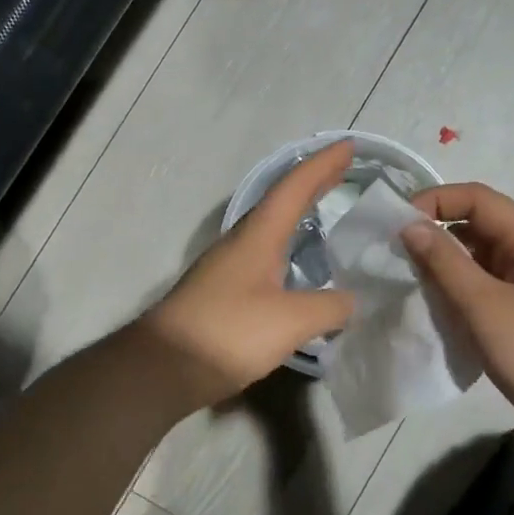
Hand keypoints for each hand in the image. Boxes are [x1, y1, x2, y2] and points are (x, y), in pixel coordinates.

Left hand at [139, 142, 356, 411]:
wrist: (162, 368)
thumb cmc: (228, 333)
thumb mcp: (291, 320)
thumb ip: (329, 307)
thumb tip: (351, 301)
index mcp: (257, 236)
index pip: (294, 188)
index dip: (323, 165)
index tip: (349, 146)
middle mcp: (241, 243)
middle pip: (282, 203)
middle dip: (313, 184)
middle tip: (344, 171)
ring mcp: (228, 268)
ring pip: (271, 230)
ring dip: (299, 215)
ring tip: (327, 213)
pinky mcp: (224, 294)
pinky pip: (265, 257)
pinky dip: (289, 249)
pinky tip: (299, 269)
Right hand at [402, 184, 513, 462]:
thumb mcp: (485, 307)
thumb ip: (445, 263)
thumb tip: (410, 225)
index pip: (478, 199)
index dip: (436, 202)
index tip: (397, 227)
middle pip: (479, 225)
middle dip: (437, 233)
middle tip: (395, 257)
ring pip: (480, 259)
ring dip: (446, 265)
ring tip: (410, 283)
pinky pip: (486, 288)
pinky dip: (460, 291)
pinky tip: (437, 309)